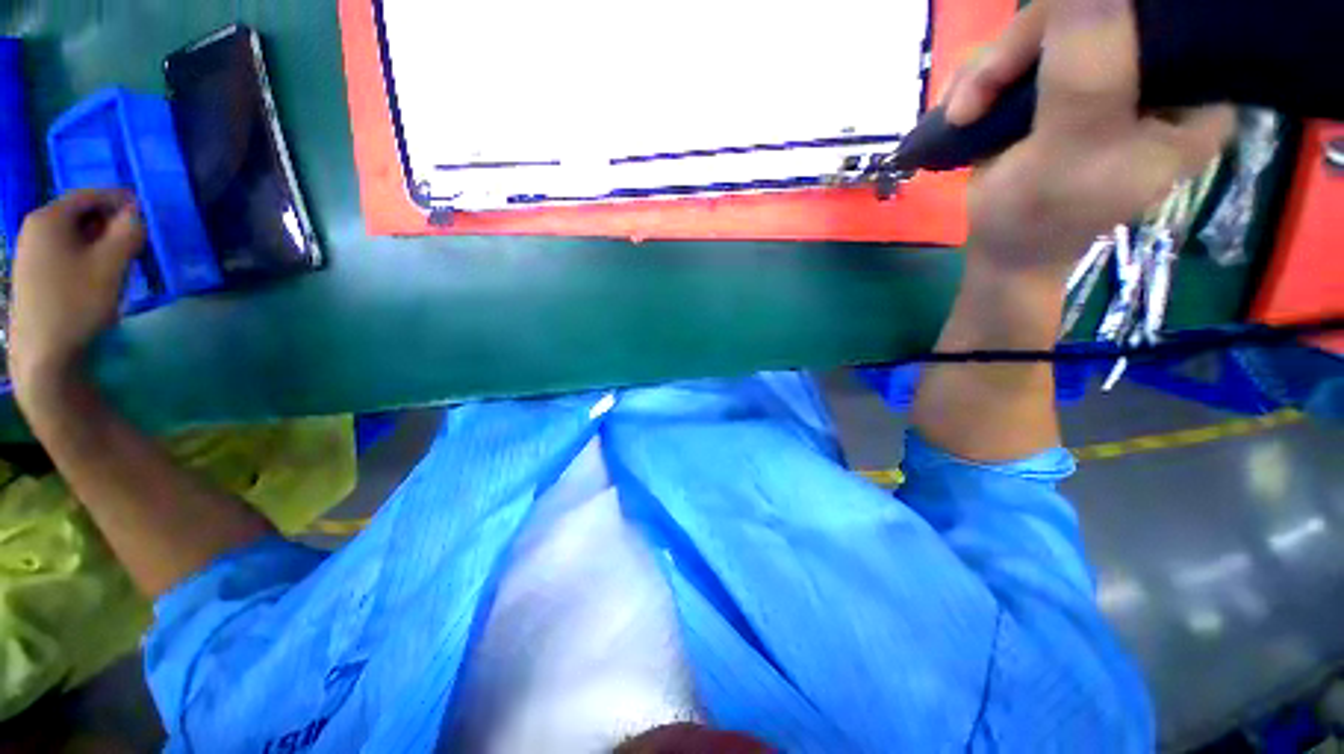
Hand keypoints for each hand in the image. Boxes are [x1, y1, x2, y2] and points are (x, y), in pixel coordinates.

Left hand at [8, 190, 144, 393]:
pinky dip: (85, 256)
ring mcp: (29, 253)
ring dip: (99, 242)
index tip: (145, 211)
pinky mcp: (32, 274)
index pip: (90, 196)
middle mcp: (34, 228)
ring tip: (121, 260)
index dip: (119, 199)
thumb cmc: (76, 304)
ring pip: (72, 235)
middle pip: (79, 214)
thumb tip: (136, 214)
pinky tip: (97, 276)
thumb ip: (128, 233)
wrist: (43, 354)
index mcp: (49, 218)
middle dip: (109, 223)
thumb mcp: (111, 265)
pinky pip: (64, 252)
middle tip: (137, 240)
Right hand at [942, 0, 1233, 280]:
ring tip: (963, 114)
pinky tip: (963, 110)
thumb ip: (1088, 67)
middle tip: (976, 98)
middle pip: (1091, 13)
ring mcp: (1101, 74)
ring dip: (989, 71)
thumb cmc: (1040, 217)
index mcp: (1191, 91)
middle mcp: (1152, 72)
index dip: (1099, 16)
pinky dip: (980, 78)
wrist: (1001, 249)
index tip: (1044, 54)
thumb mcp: (1071, 149)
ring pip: (1046, 29)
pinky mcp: (1058, 84)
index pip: (1157, 14)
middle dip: (1019, 52)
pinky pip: (1017, 52)